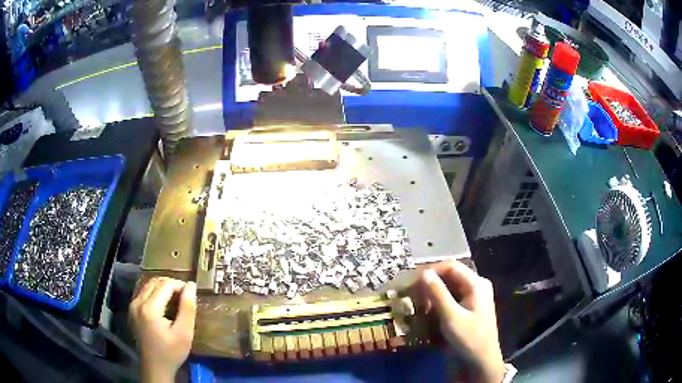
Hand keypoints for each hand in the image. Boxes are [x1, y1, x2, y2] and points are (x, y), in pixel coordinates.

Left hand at [129, 277, 196, 382]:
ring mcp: (133, 305)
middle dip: (172, 284)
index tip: (191, 294)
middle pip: (155, 281)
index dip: (180, 285)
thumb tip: (191, 286)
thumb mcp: (184, 333)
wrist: (155, 366)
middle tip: (185, 296)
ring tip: (176, 299)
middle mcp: (138, 302)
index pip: (165, 285)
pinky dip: (155, 293)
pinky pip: (144, 292)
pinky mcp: (132, 309)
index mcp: (149, 308)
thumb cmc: (171, 352)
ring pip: (149, 285)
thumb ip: (187, 308)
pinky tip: (164, 304)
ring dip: (163, 287)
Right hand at [419, 260, 504, 382]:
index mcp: (476, 284)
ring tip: (417, 305)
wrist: (480, 363)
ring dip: (432, 295)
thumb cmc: (469, 339)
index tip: (413, 281)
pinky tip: (426, 313)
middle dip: (430, 284)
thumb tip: (424, 273)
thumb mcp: (451, 317)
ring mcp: (471, 299)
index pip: (451, 266)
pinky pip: (450, 300)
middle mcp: (475, 287)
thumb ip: (438, 294)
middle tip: (412, 294)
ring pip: (448, 289)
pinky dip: (437, 304)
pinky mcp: (466, 311)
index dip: (431, 270)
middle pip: (450, 277)